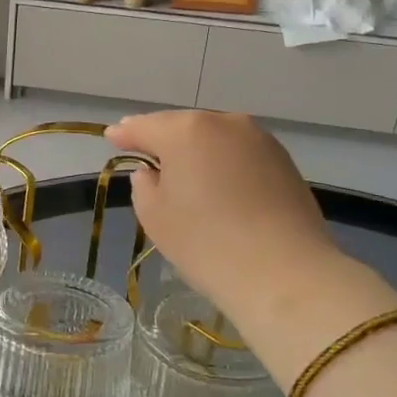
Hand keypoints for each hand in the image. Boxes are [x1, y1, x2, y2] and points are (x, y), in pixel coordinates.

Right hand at [106, 111, 396, 353]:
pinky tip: (217, 181)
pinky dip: (223, 161)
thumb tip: (152, 172)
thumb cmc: (206, 242)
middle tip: (143, 150)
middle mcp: (223, 122)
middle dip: (162, 138)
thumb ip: (144, 185)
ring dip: (196, 148)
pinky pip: (239, 153)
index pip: (144, 127)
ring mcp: (259, 139)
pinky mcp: (284, 161)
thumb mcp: (155, 216)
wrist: (284, 273)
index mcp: (185, 131)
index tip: (112, 137)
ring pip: (215, 137)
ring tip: (181, 168)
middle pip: (182, 126)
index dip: (125, 134)